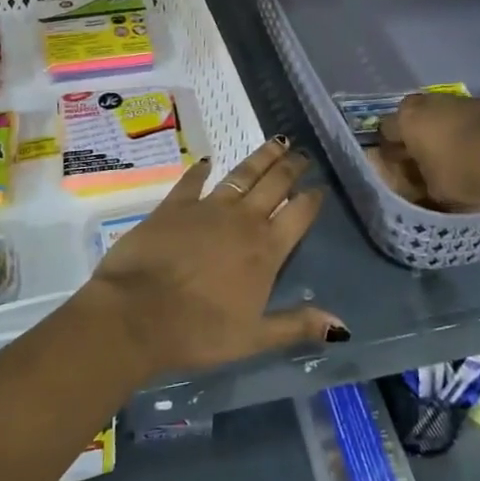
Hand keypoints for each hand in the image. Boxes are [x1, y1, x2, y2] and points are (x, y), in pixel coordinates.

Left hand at [84, 137, 344, 375]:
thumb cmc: (199, 332)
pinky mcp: (175, 205)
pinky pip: (193, 180)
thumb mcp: (254, 338)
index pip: (298, 215)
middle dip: (291, 167)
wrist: (137, 314)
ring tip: (276, 142)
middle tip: (302, 153)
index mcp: (266, 250)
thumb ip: (297, 326)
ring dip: (261, 158)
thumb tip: (342, 325)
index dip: (311, 199)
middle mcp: (242, 221)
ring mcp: (208, 208)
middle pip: (274, 185)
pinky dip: (202, 170)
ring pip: (242, 175)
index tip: (320, 187)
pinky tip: (208, 161)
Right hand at [381, 91, 479, 218]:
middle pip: (416, 115)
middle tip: (425, 158)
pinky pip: (473, 118)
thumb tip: (414, 180)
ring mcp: (464, 100)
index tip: (398, 165)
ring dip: (447, 129)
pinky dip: (473, 130)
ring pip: (446, 113)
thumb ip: (418, 180)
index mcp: (408, 118)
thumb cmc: (461, 173)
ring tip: (457, 155)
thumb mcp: (431, 189)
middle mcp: (431, 101)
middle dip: (418, 133)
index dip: (391, 148)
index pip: (386, 130)